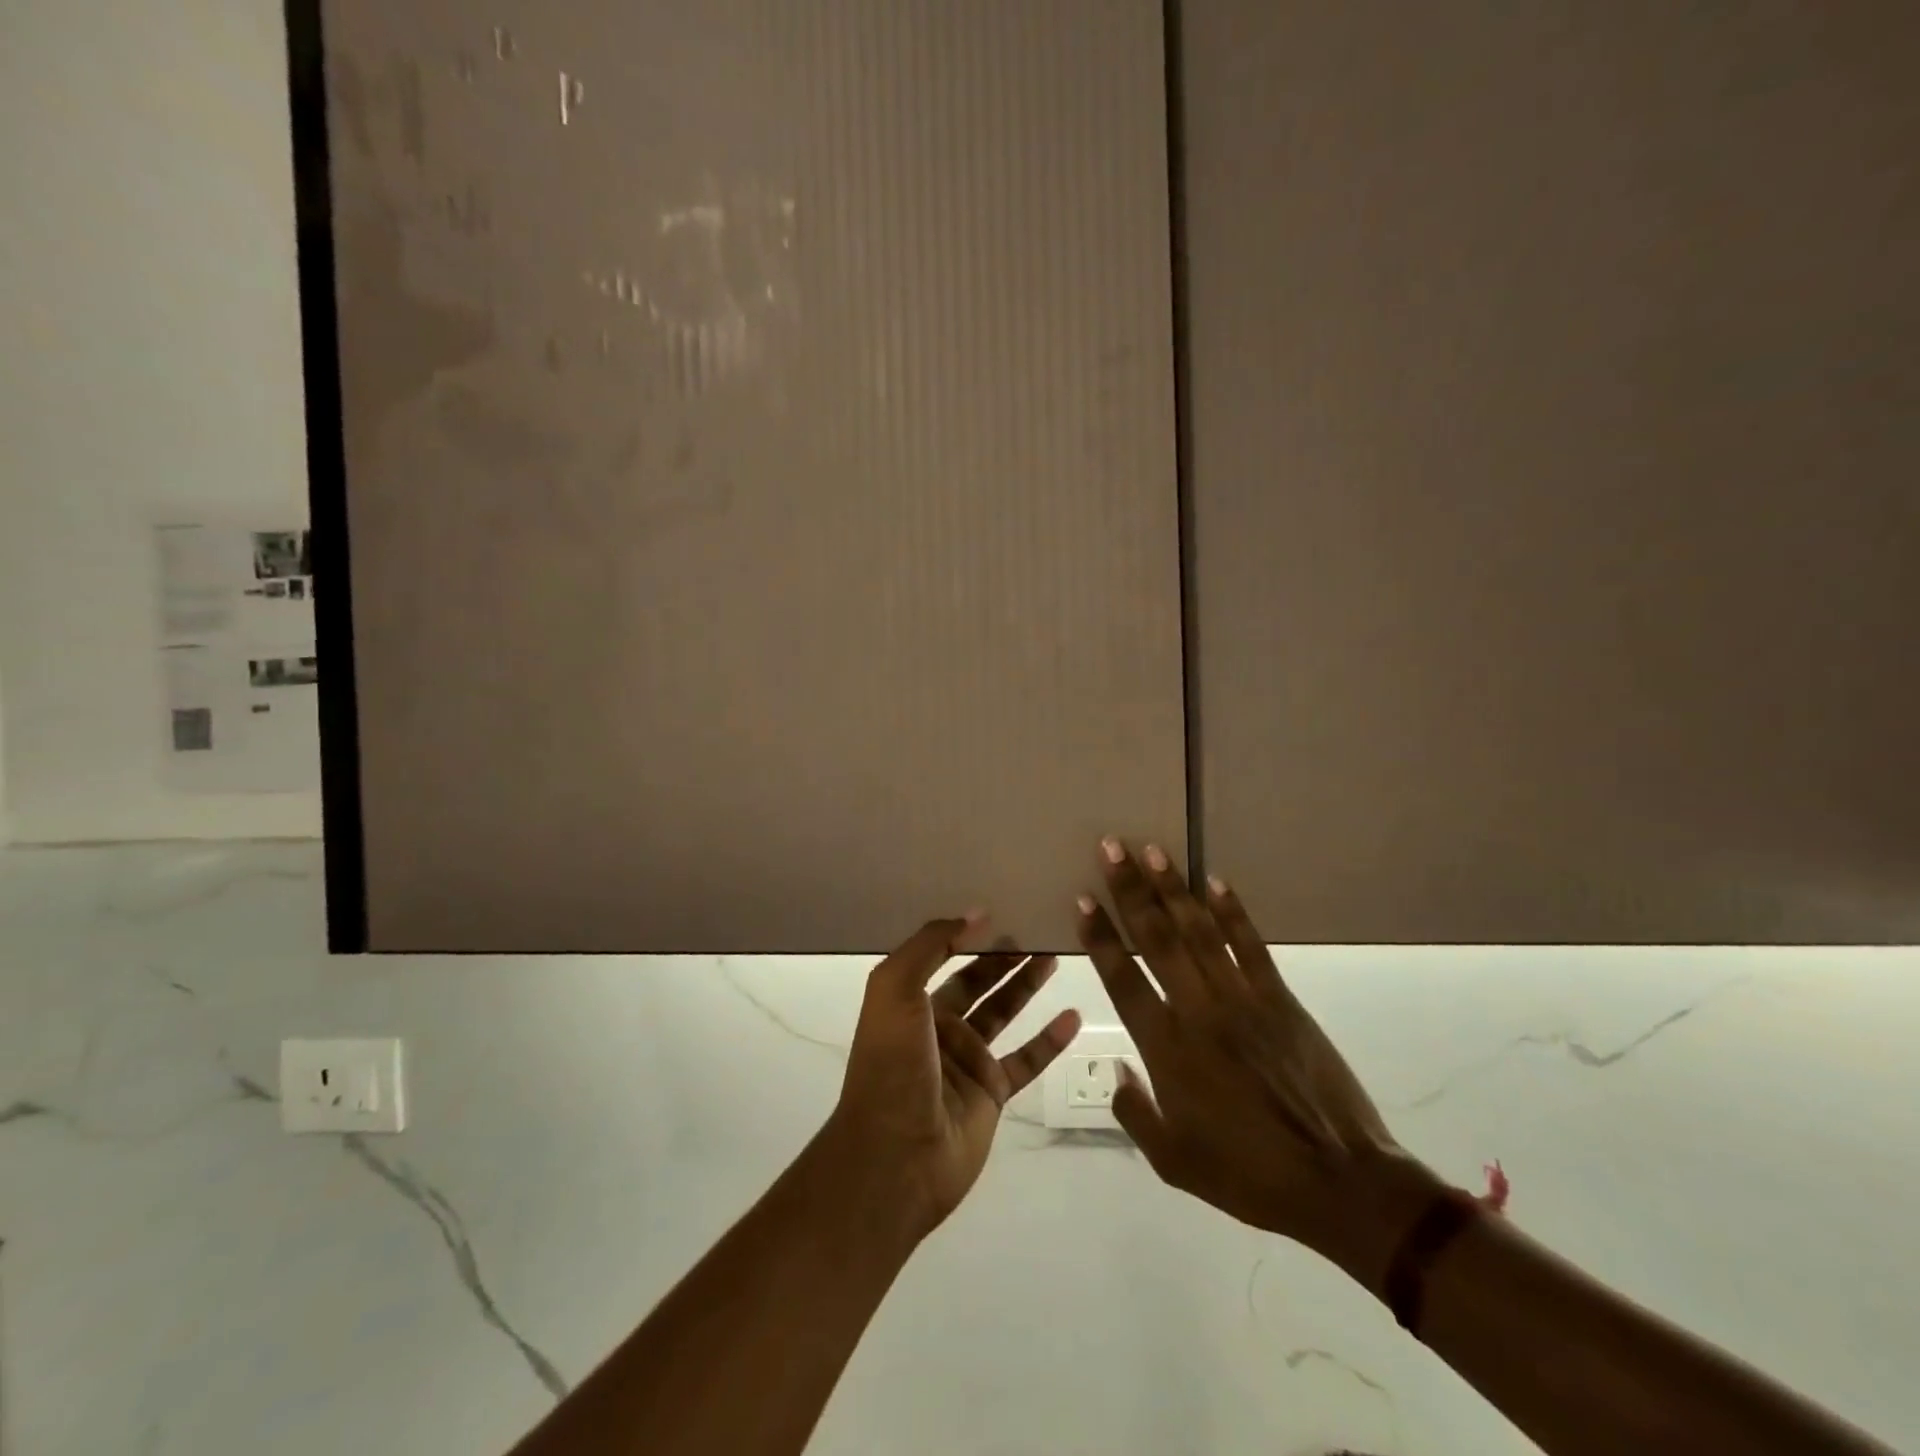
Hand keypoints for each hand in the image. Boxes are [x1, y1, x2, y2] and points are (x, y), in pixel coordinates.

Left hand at [827, 916, 1081, 1241]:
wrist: (896, 1158)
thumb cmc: (892, 1066)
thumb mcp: (895, 990)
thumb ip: (930, 946)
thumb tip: (975, 914)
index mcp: (909, 1000)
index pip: (942, 955)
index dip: (967, 932)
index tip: (1001, 907)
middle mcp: (937, 1025)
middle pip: (977, 980)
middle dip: (1003, 954)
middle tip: (1037, 927)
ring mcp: (966, 1060)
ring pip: (1003, 1012)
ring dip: (1026, 985)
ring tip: (1056, 956)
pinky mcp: (991, 1093)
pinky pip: (1026, 1058)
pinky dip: (1049, 1040)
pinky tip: (1073, 1017)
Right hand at [1077, 840, 1429, 1276]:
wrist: (1339, 1182)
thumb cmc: (1248, 1175)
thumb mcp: (1174, 1162)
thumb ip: (1134, 1112)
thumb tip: (1116, 1069)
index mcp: (1167, 1049)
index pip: (1122, 978)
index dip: (1100, 936)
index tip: (1083, 899)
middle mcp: (1198, 1011)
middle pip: (1157, 938)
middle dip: (1130, 890)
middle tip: (1111, 847)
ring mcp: (1242, 999)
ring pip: (1199, 931)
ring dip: (1173, 888)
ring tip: (1152, 850)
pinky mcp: (1281, 998)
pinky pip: (1250, 945)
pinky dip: (1232, 911)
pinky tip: (1215, 882)